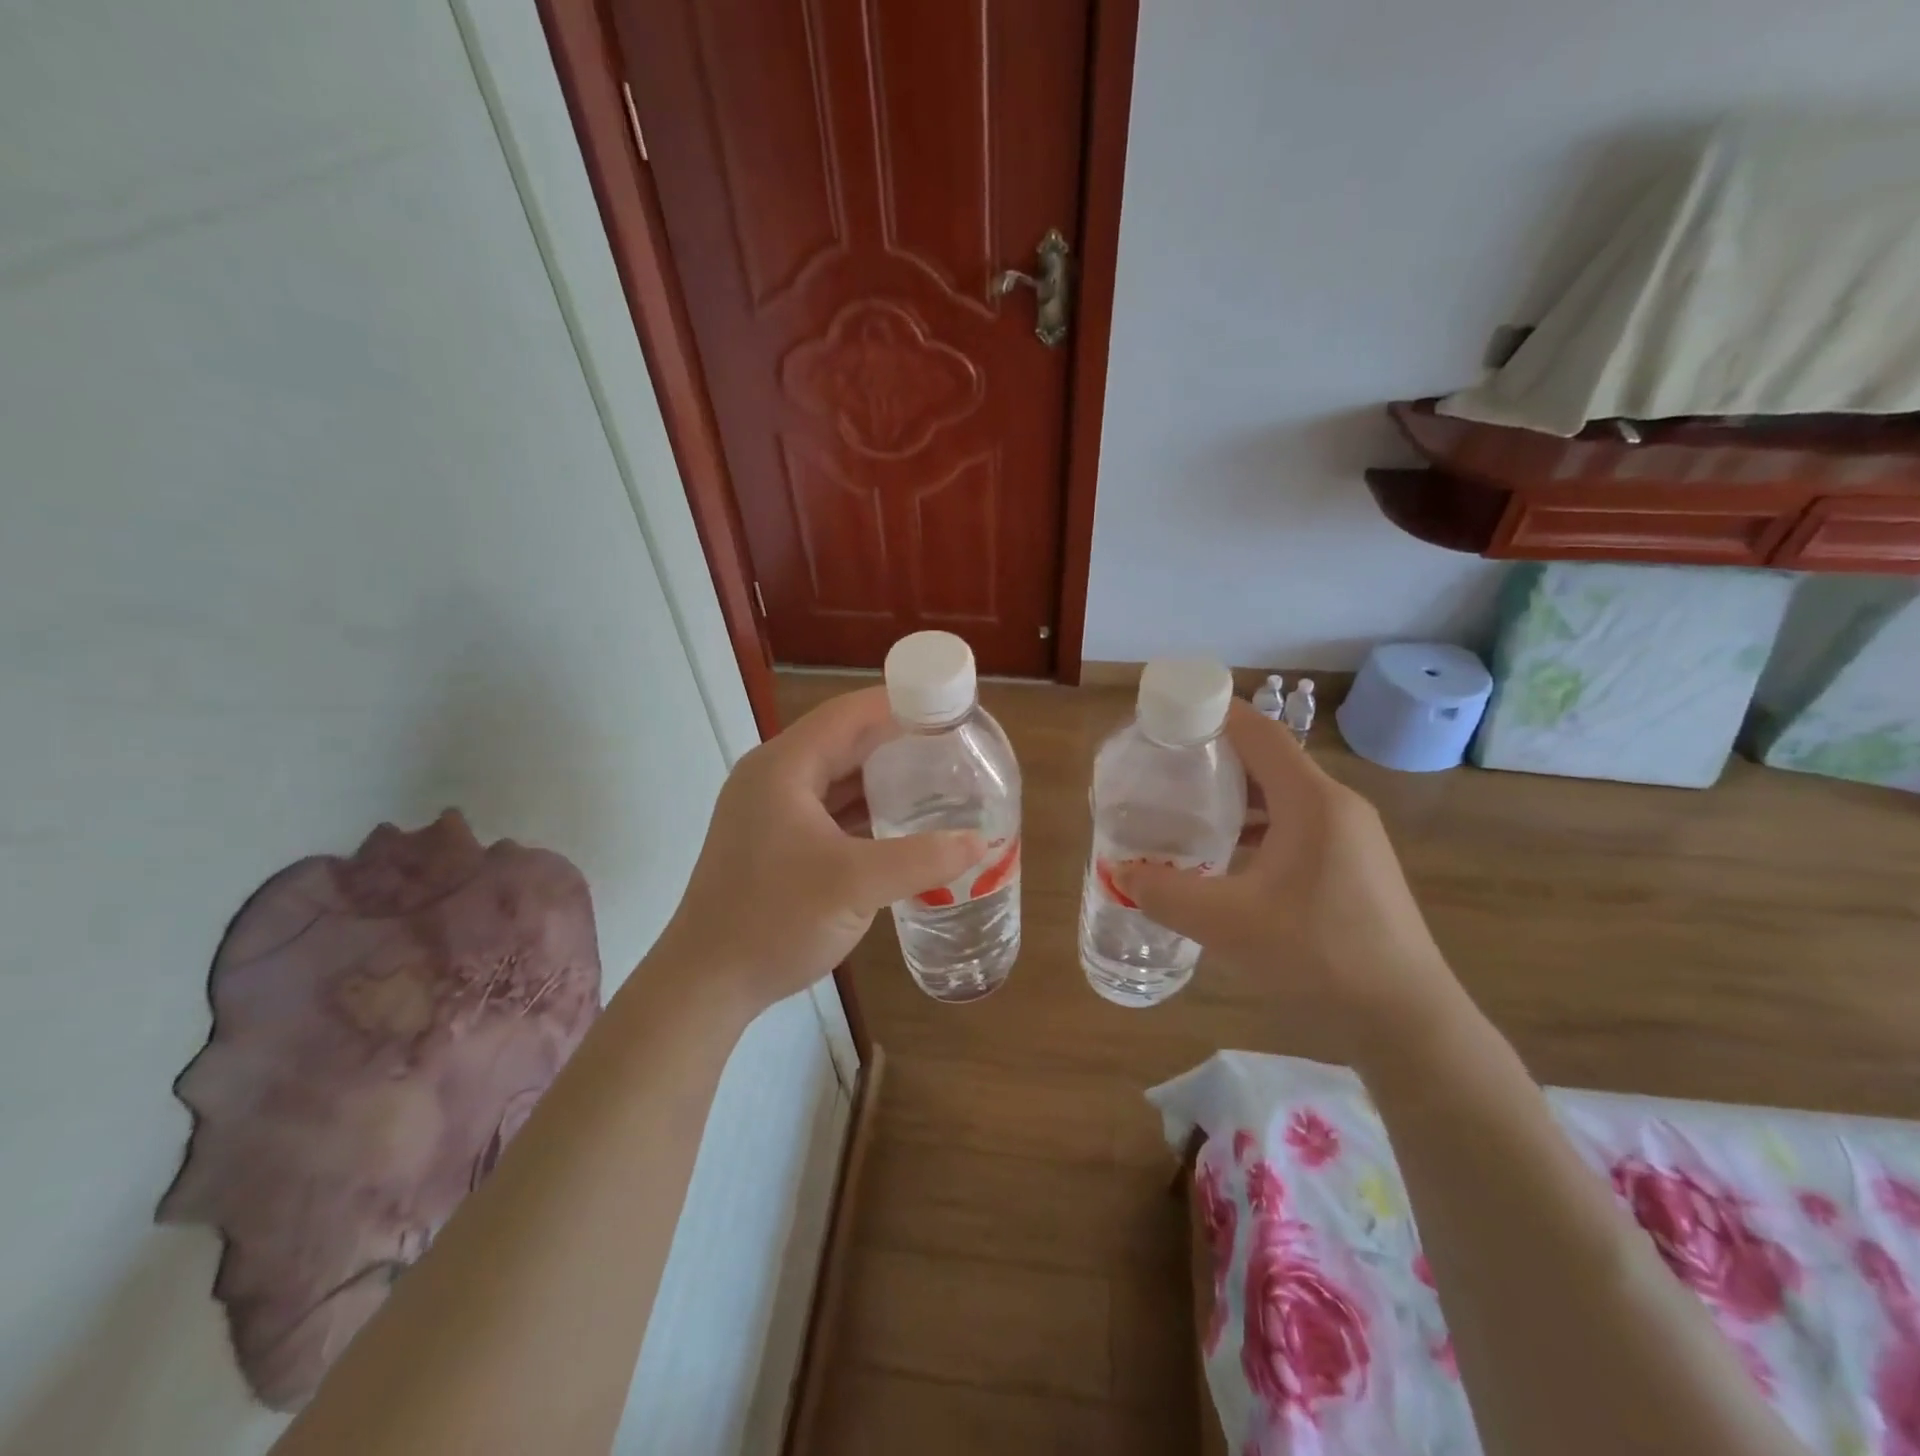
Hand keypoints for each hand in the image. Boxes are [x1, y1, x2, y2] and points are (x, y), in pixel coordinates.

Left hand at [652, 687, 983, 1012]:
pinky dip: (864, 810)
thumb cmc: (773, 920)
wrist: (706, 983)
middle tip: (952, 747)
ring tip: (936, 779)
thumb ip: (921, 860)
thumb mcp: (854, 885)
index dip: (898, 704)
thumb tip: (980, 842)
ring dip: (882, 778)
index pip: (848, 714)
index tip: (947, 708)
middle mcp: (774, 778)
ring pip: (836, 778)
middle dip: (896, 742)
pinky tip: (900, 822)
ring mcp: (771, 811)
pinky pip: (828, 809)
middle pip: (843, 742)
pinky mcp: (774, 842)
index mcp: (784, 768)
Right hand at [1115, 700, 1459, 1058]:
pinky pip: (1297, 824)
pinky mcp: (1355, 865)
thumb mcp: (1227, 923)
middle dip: (1215, 756)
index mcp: (1312, 801)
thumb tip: (1121, 874)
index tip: (1167, 714)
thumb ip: (1165, 893)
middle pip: (1269, 760)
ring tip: (1187, 808)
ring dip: (1236, 795)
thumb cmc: (1318, 954)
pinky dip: (1258, 825)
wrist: (1406, 1018)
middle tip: (1164, 767)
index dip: (1212, 713)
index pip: (1258, 732)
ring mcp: (1351, 836)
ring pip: (1283, 795)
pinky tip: (1228, 856)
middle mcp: (1336, 805)